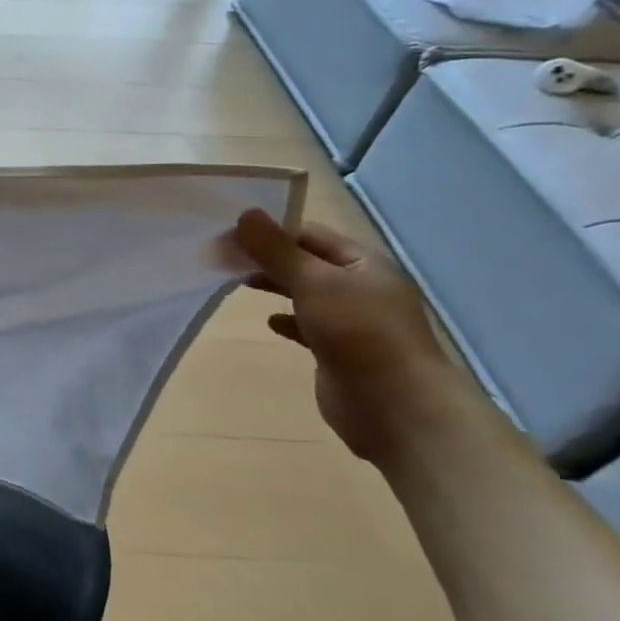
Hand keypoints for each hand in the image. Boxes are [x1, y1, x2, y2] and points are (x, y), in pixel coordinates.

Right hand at [233, 210, 455, 462]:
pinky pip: (307, 326)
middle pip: (306, 263)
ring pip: (305, 293)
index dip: (270, 231)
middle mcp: (360, 287)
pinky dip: (287, 320)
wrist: (395, 406)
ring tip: (239, 284)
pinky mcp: (340, 350)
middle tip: (225, 259)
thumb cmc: (358, 332)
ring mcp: (352, 321)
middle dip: (268, 259)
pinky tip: (269, 322)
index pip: (309, 234)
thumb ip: (276, 250)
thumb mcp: (313, 282)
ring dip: (275, 287)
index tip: (228, 235)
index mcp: (363, 263)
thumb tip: (244, 214)